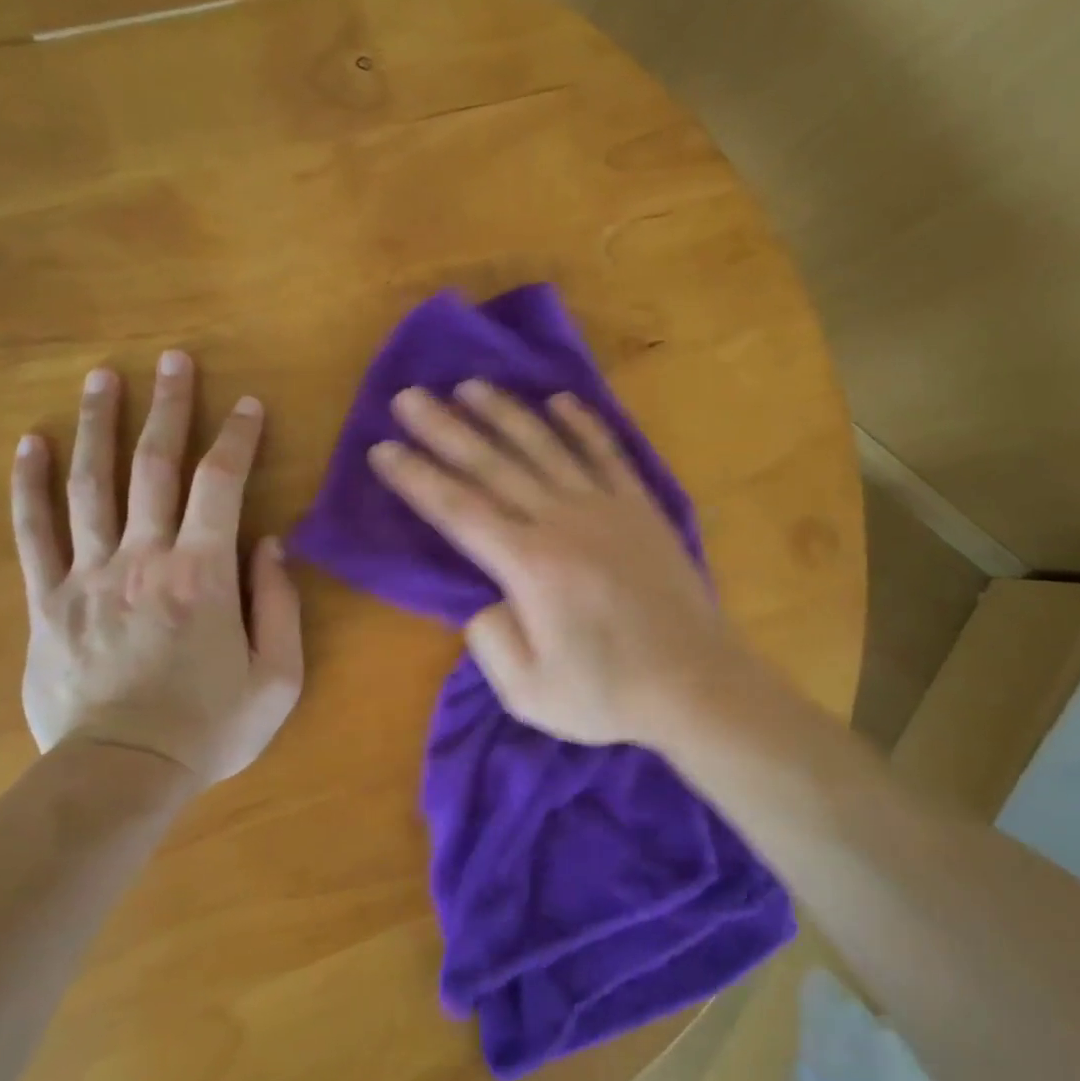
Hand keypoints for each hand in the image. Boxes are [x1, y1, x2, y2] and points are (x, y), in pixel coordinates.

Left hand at [11, 352, 302, 786]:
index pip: (222, 484)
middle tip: (172, 359)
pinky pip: (34, 532)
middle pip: (155, 466)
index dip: (237, 438)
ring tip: (102, 376)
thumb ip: (280, 603)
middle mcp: (146, 558)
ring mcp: (89, 575)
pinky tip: (30, 443)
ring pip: (91, 484)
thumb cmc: (210, 727)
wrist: (121, 775)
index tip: (247, 404)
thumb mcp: (277, 675)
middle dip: (168, 407)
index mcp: (205, 574)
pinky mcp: (48, 600)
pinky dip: (30, 484)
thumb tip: (269, 543)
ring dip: (99, 425)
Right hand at [369, 381, 744, 746]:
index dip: (416, 477)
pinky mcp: (640, 507)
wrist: (696, 684)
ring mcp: (605, 507)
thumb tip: (485, 599)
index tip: (382, 448)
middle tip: (409, 396)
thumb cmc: (608, 694)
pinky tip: (559, 401)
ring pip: (544, 447)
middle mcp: (561, 521)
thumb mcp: (527, 691)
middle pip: (492, 465)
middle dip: (445, 429)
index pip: (458, 509)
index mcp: (528, 565)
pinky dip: (582, 424)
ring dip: (504, 413)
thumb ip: (489, 640)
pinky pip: (606, 453)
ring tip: (470, 386)